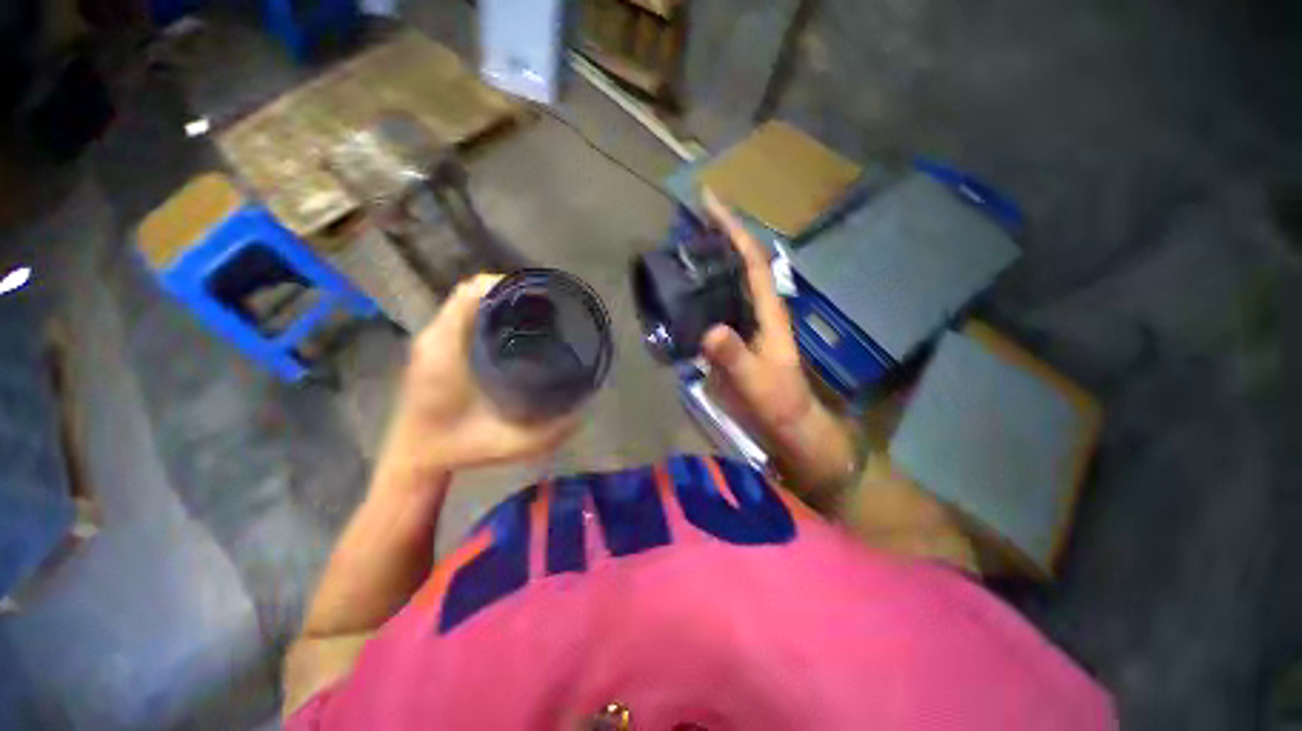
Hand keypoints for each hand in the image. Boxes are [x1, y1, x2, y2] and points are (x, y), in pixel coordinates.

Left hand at [379, 274, 578, 479]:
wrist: (414, 457)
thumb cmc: (460, 449)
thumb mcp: (510, 444)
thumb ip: (550, 432)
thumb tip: (584, 412)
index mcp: (448, 353)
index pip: (471, 296)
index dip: (505, 285)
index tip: (537, 295)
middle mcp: (436, 338)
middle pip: (470, 291)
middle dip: (508, 290)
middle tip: (543, 306)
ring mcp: (431, 340)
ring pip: (465, 300)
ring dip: (497, 298)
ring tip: (531, 312)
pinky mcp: (432, 346)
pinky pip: (460, 313)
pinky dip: (485, 309)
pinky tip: (509, 326)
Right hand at [699, 191, 857, 495]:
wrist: (782, 425)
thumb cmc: (777, 402)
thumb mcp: (757, 382)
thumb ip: (735, 358)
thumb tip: (710, 332)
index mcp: (767, 312)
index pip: (751, 261)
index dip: (733, 229)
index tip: (710, 202)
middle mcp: (753, 310)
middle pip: (736, 264)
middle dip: (715, 237)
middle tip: (683, 219)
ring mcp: (739, 325)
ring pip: (722, 284)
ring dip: (704, 263)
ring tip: (673, 248)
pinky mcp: (727, 340)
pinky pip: (709, 308)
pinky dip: (694, 295)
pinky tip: (674, 294)